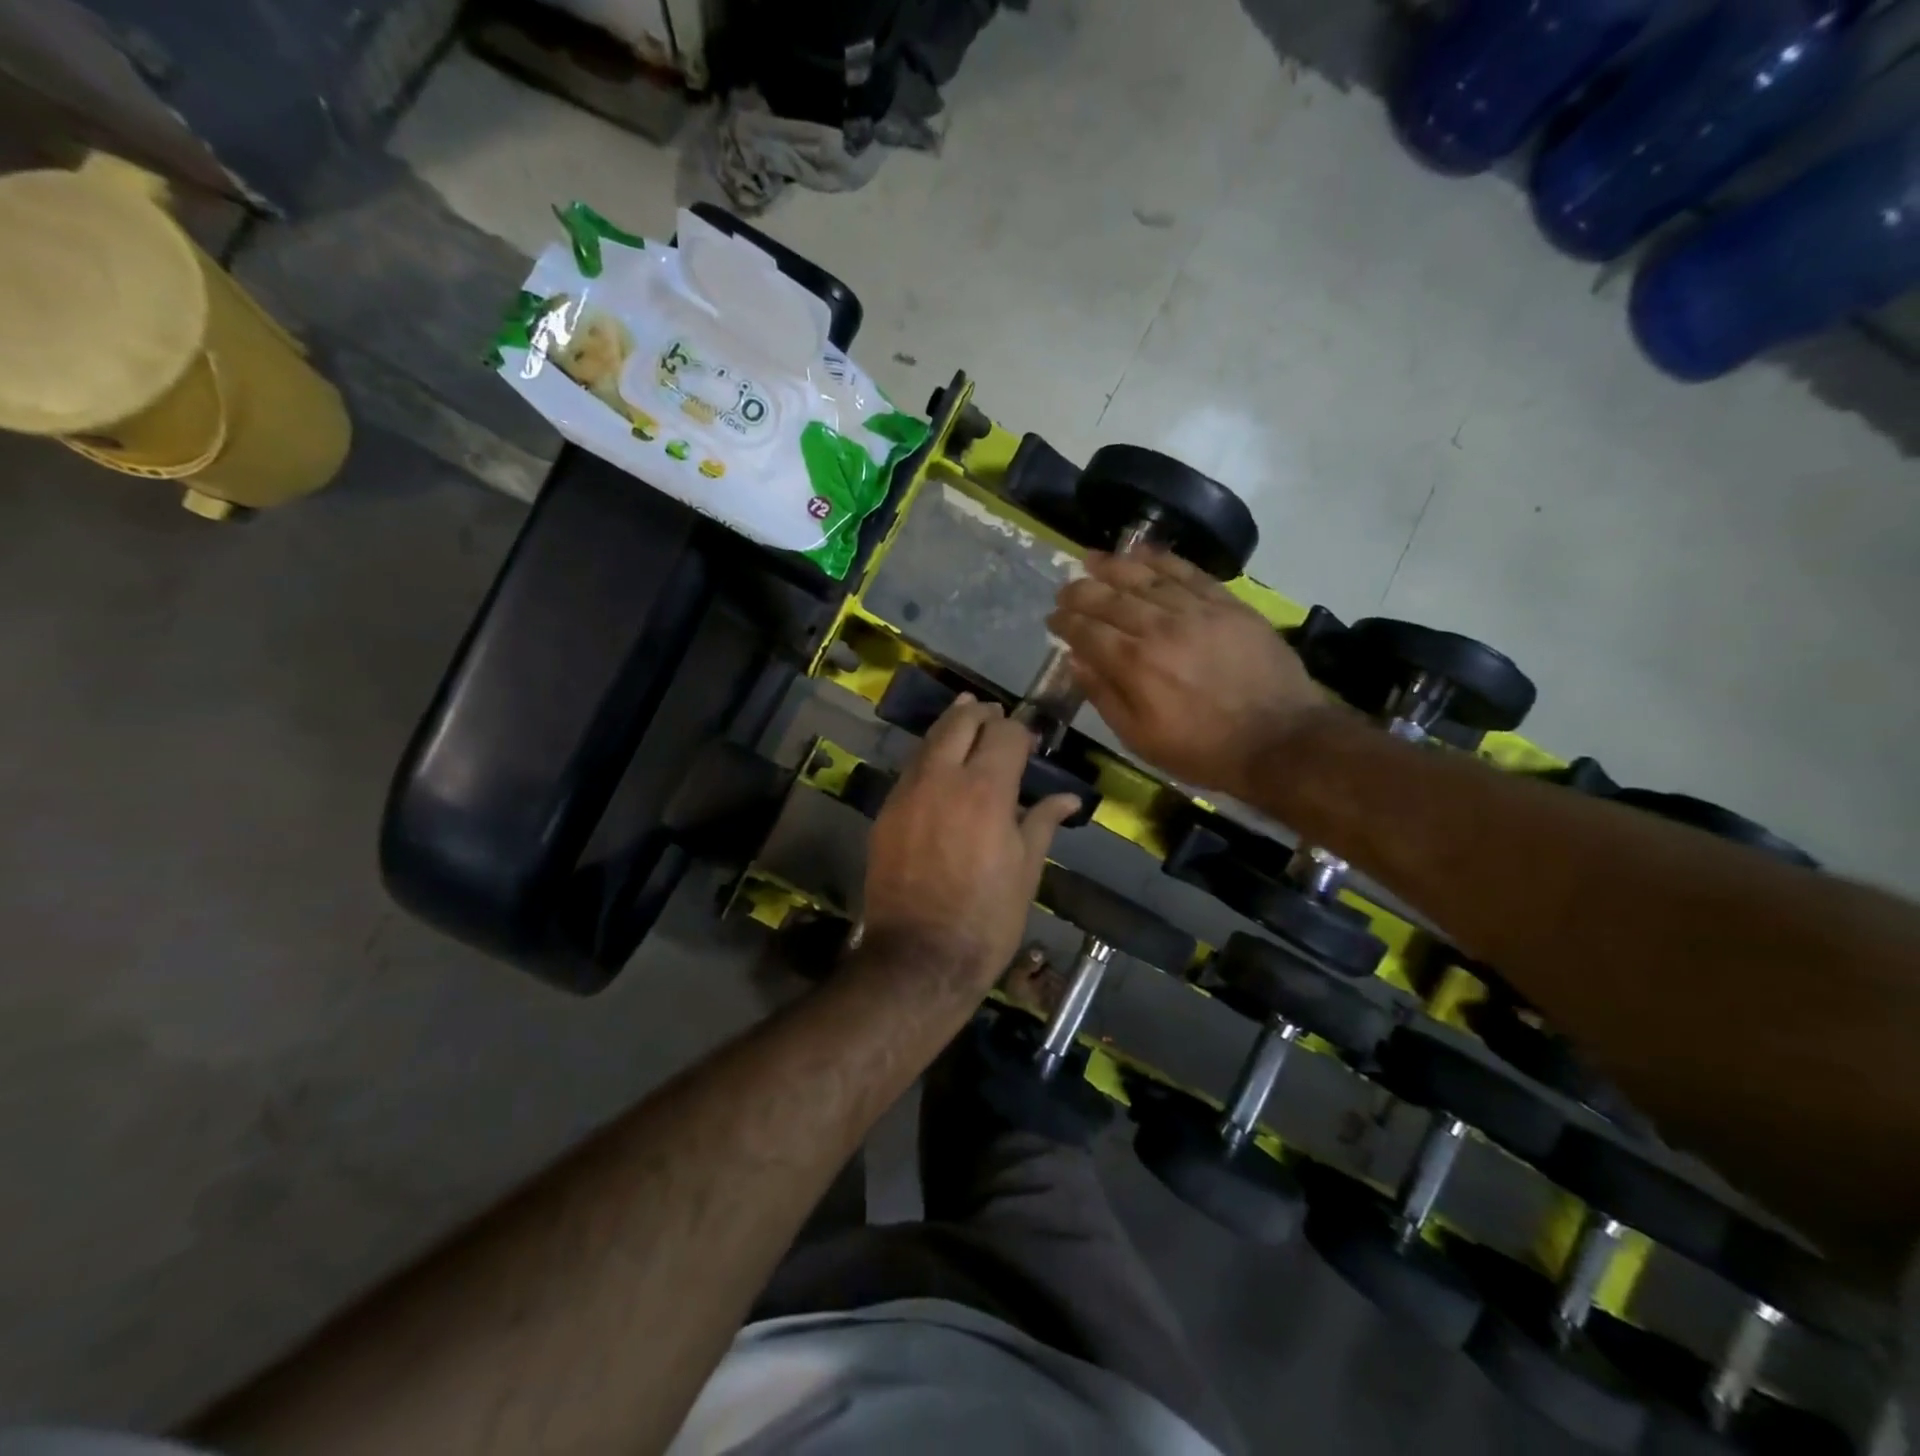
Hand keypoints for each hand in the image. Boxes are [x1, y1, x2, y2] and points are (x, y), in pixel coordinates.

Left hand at [861, 697, 1079, 995]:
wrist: (919, 957)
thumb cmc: (987, 918)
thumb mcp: (1026, 871)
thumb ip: (1042, 823)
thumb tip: (1068, 799)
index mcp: (986, 790)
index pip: (1004, 733)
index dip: (1020, 730)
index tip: (1030, 740)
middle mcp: (942, 779)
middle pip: (960, 723)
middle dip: (980, 713)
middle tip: (995, 715)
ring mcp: (907, 793)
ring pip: (928, 741)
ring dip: (950, 727)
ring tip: (966, 720)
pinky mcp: (885, 813)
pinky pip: (910, 769)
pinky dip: (928, 756)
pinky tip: (939, 765)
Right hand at [1047, 547, 1327, 796]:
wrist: (1279, 739)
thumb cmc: (1203, 749)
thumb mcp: (1140, 739)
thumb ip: (1104, 696)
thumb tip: (1076, 660)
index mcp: (1133, 664)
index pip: (1086, 631)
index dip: (1065, 622)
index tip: (1053, 619)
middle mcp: (1158, 627)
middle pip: (1108, 598)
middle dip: (1080, 592)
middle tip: (1065, 591)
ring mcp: (1194, 610)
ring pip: (1144, 577)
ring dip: (1112, 566)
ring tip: (1091, 559)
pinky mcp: (1226, 603)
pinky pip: (1187, 571)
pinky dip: (1161, 559)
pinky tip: (1141, 553)